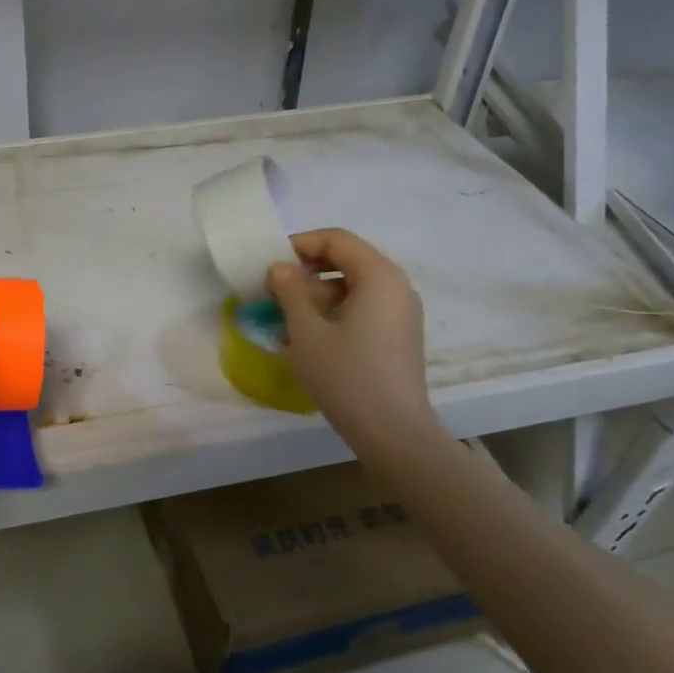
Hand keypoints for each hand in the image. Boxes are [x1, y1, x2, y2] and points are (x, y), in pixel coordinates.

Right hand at [266, 229, 443, 454]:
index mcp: (379, 276)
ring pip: (355, 285)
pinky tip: (312, 336)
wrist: (393, 433)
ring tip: (288, 318)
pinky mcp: (400, 334)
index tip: (271, 265)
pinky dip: (337, 310)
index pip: (337, 239)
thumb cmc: (346, 376)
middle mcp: (397, 285)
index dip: (300, 245)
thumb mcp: (307, 332)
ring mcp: (402, 311)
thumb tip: (279, 267)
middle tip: (276, 291)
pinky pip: (366, 306)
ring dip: (319, 293)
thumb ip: (290, 291)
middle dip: (308, 270)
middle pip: (348, 259)